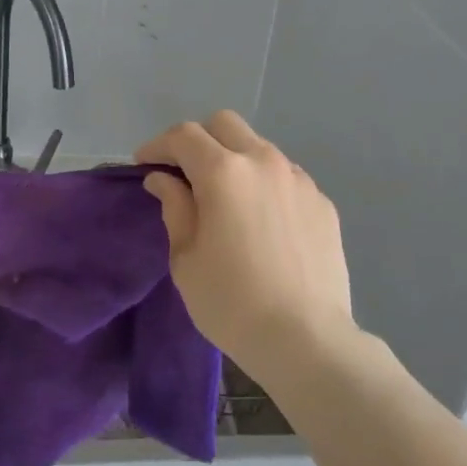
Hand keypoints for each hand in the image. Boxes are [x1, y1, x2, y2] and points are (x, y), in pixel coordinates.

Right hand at [136, 111, 354, 384]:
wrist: (308, 340)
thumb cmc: (232, 302)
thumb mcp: (186, 258)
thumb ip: (175, 207)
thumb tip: (164, 179)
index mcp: (224, 172)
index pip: (184, 136)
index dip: (158, 145)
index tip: (144, 164)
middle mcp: (263, 162)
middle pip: (224, 124)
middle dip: (198, 139)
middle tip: (184, 171)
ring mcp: (298, 179)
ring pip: (258, 147)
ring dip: (234, 159)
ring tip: (226, 197)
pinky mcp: (322, 202)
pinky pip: (285, 176)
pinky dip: (264, 183)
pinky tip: (261, 220)